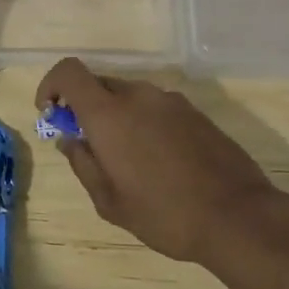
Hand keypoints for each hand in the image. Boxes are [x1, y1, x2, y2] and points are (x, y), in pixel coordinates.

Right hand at [36, 58, 287, 262]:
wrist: (238, 216)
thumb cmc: (164, 213)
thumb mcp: (109, 201)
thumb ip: (83, 163)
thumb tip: (70, 139)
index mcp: (109, 113)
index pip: (69, 72)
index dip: (52, 84)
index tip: (51, 112)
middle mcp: (138, 95)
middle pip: (99, 83)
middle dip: (85, 106)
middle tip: (90, 144)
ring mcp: (170, 100)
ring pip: (129, 96)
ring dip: (117, 116)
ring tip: (128, 159)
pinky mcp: (195, 112)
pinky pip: (156, 107)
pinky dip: (145, 122)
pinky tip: (160, 160)